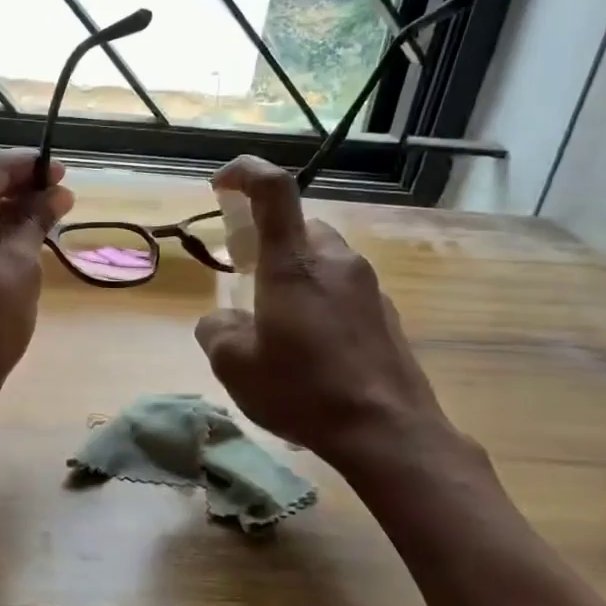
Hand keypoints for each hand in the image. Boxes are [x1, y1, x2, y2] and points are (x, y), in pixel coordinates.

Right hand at [194, 156, 454, 474]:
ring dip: (295, 277)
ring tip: (278, 326)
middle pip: (297, 228)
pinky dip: (320, 303)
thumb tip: (222, 320)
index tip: (221, 185)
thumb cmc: (303, 390)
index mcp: (294, 262)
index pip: (274, 189)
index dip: (245, 172)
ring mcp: (368, 287)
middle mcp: (336, 261)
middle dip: (267, 245)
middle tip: (247, 282)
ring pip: (322, 261)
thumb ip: (217, 330)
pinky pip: (343, 291)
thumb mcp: (234, 365)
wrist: (388, 433)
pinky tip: (312, 350)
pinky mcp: (387, 315)